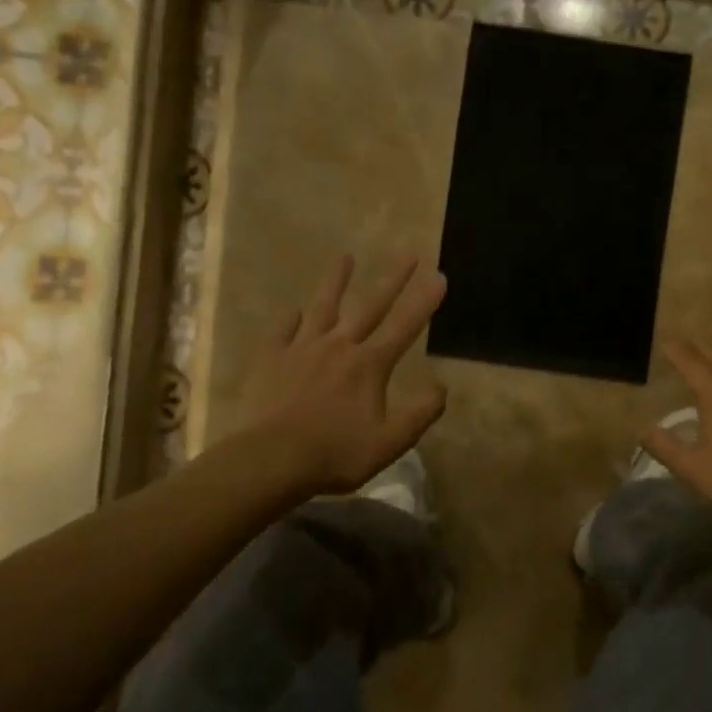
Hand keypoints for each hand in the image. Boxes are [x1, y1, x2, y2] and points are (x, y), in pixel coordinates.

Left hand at [226, 253, 447, 498]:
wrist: (270, 459)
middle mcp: (339, 346)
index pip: (404, 326)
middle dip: (392, 278)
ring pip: (323, 307)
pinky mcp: (271, 359)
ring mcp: (302, 349)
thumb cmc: (336, 454)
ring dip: (337, 281)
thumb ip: (420, 413)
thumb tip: (441, 387)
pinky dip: (291, 318)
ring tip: (345, 257)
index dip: (424, 301)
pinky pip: (283, 330)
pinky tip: (294, 310)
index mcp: (369, 365)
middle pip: (370, 306)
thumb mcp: (390, 442)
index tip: (439, 275)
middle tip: (408, 252)